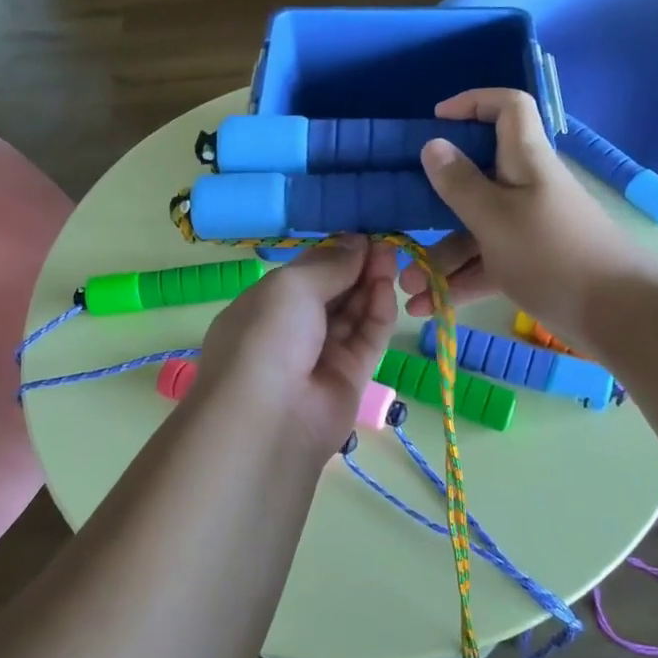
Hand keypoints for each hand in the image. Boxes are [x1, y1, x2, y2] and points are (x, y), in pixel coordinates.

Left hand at [193, 237, 398, 463]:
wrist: (268, 420)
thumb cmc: (267, 338)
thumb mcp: (291, 286)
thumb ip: (329, 263)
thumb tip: (356, 242)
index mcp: (264, 307)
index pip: (305, 275)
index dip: (333, 255)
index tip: (362, 236)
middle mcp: (291, 331)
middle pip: (332, 292)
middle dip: (357, 267)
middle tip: (386, 245)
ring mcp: (321, 356)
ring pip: (353, 314)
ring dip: (371, 285)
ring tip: (392, 259)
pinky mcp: (350, 378)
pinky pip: (367, 339)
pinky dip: (379, 313)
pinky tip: (389, 288)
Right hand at [397, 89, 641, 341]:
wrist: (619, 316)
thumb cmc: (552, 255)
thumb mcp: (496, 218)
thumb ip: (460, 184)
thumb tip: (433, 144)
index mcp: (525, 161)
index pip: (508, 108)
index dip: (474, 103)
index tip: (435, 121)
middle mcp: (525, 188)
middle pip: (475, 178)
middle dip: (434, 204)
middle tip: (401, 223)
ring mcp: (528, 228)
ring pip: (475, 230)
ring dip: (441, 258)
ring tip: (408, 289)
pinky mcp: (530, 264)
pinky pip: (487, 263)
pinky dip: (460, 282)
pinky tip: (429, 307)